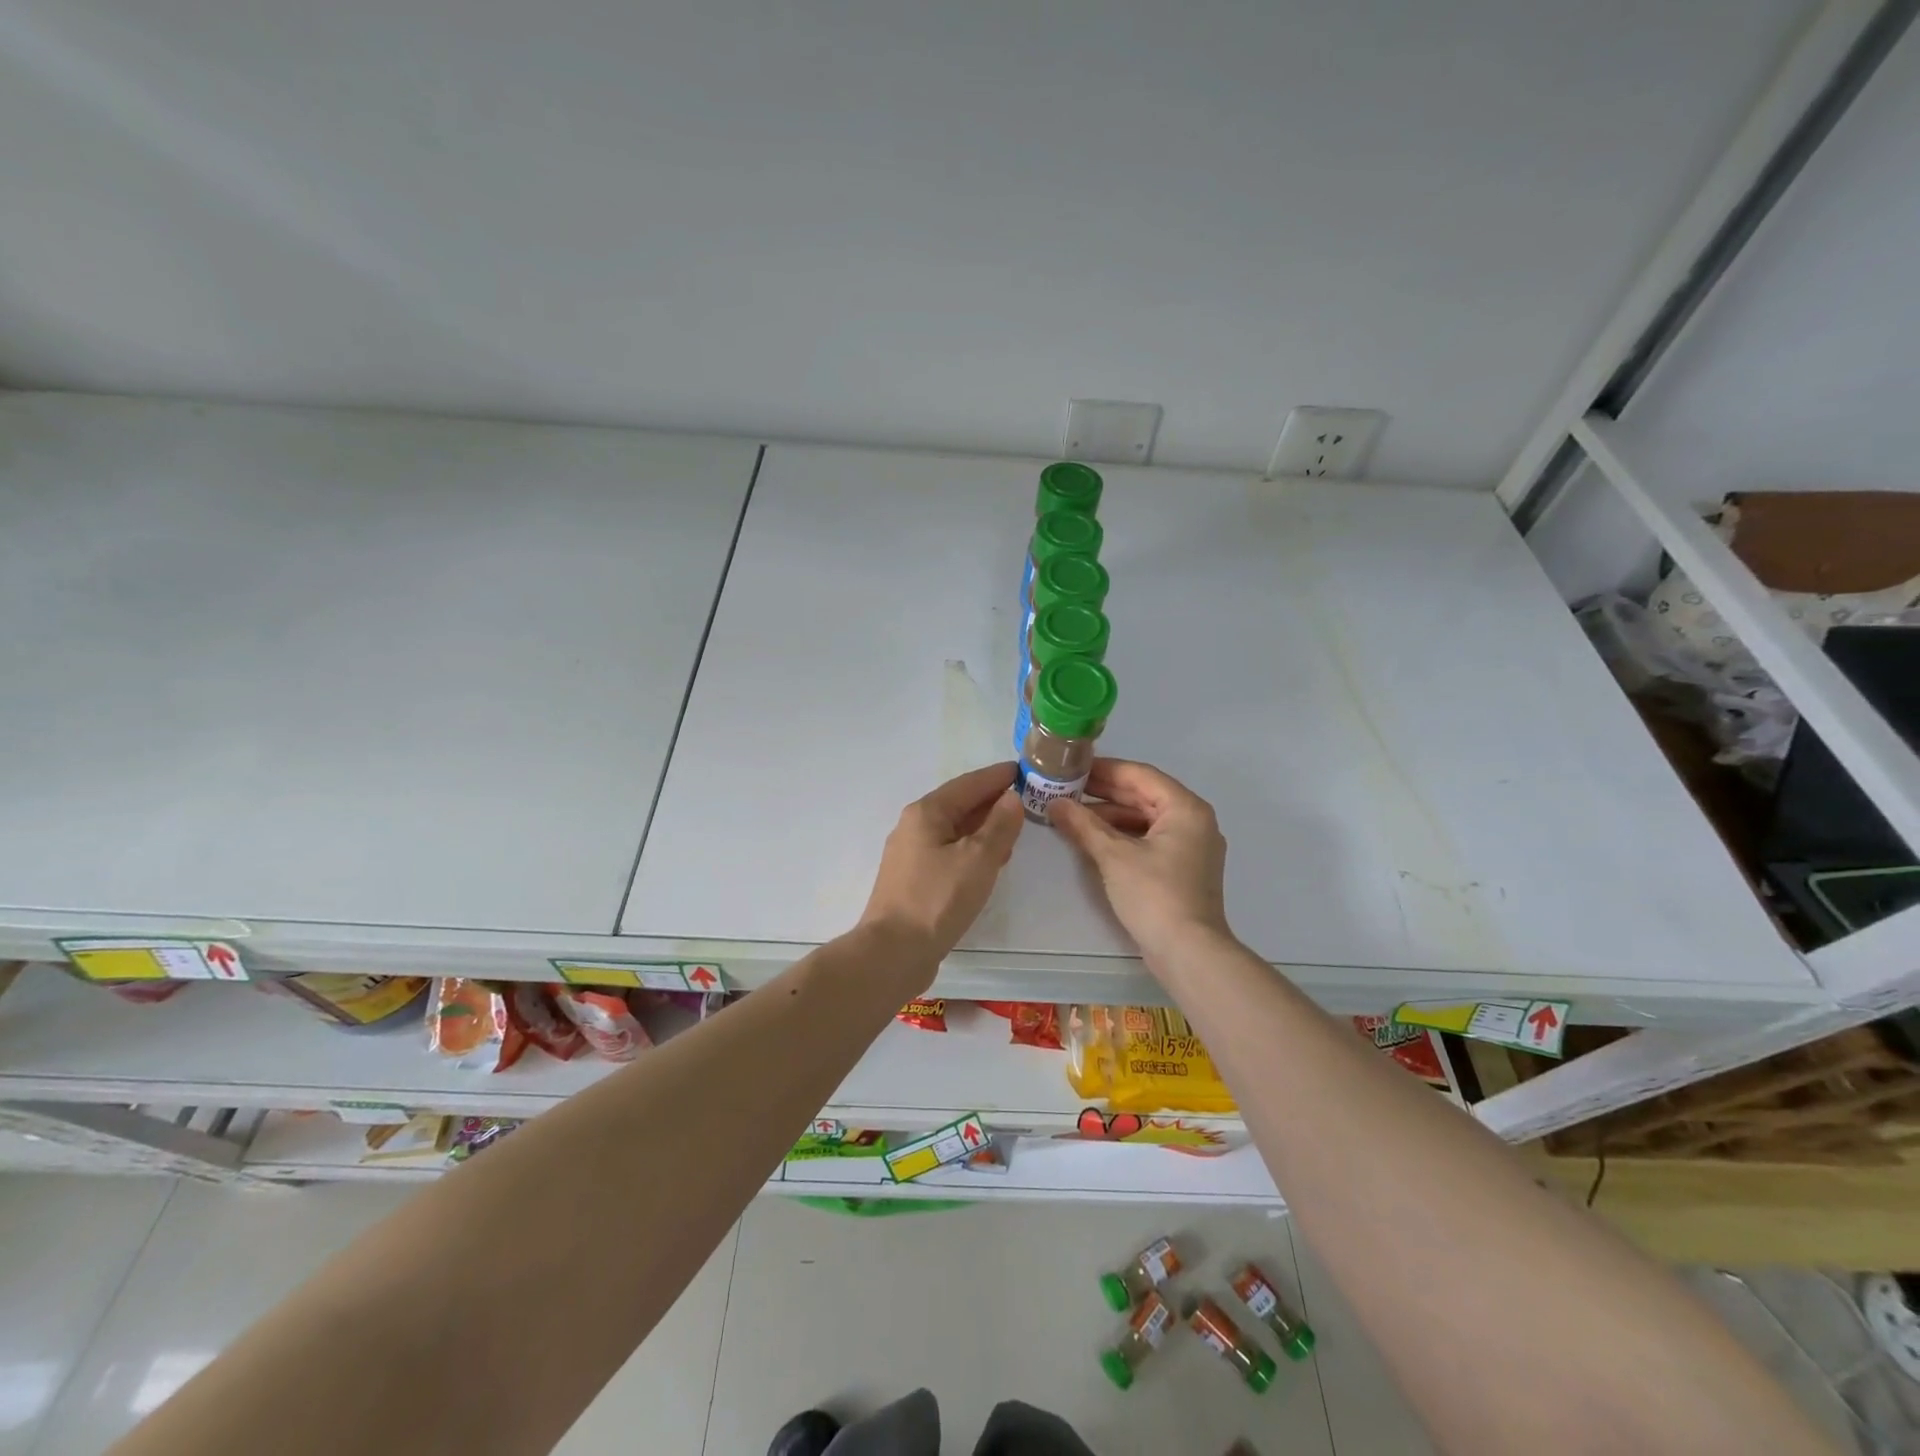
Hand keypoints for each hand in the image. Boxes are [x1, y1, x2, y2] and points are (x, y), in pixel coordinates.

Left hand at [858, 762, 1024, 976]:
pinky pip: (948, 850)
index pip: (969, 783)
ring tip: (1013, 828)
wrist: (893, 951)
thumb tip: (1011, 798)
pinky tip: (989, 860)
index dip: (997, 776)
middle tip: (1025, 798)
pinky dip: (971, 847)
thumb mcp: (978, 859)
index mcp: (927, 812)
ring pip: (953, 829)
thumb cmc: (938, 899)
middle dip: (991, 800)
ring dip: (982, 825)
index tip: (1023, 770)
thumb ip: (999, 826)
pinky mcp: (913, 879)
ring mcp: (910, 854)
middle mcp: (914, 826)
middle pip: (958, 804)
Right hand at [1049, 758, 1231, 964]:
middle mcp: (1194, 821)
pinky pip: (1150, 839)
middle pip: (1144, 795)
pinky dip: (1123, 836)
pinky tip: (1094, 840)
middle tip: (1066, 789)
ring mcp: (1191, 847)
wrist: (1189, 952)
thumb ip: (1083, 825)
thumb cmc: (1155, 895)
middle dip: (1104, 793)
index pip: (1140, 775)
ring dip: (1110, 816)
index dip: (1104, 769)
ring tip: (1073, 815)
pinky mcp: (1183, 869)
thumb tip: (1054, 803)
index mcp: (1185, 808)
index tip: (1072, 767)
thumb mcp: (1114, 856)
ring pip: (1145, 819)